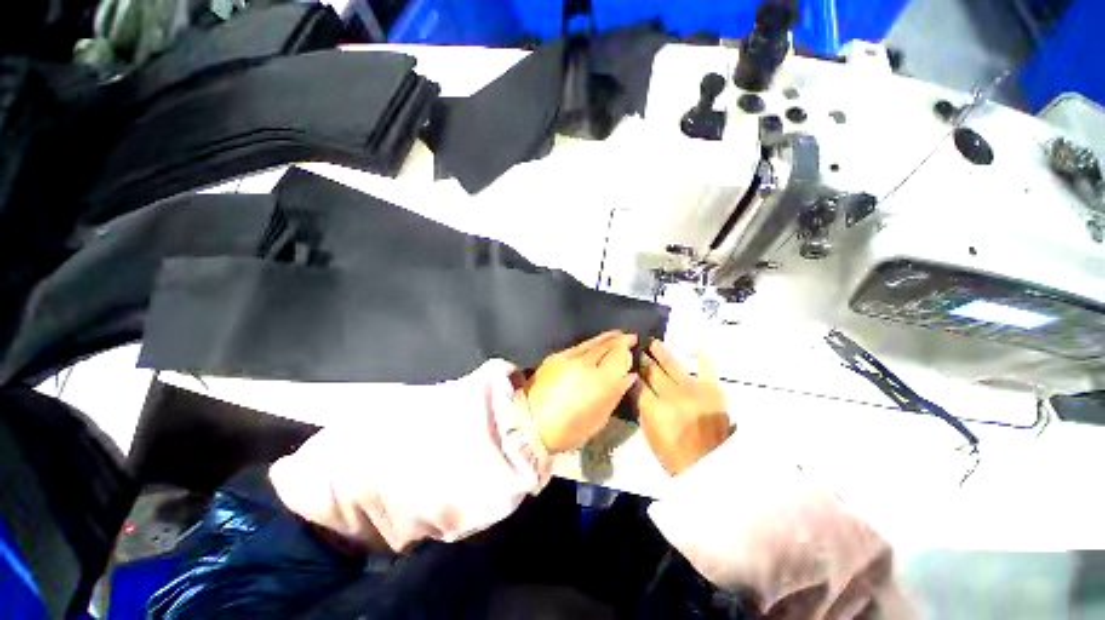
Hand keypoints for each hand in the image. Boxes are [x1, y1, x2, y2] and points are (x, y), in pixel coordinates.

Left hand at [525, 331, 637, 453]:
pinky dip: (590, 343)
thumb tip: (628, 377)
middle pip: (607, 345)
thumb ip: (616, 394)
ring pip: (593, 342)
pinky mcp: (555, 356)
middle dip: (621, 339)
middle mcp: (586, 363)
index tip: (633, 350)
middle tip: (630, 337)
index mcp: (600, 381)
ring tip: (616, 334)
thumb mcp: (599, 419)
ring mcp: (569, 357)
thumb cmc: (568, 430)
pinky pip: (578, 345)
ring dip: (606, 337)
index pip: (620, 357)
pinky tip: (594, 343)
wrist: (530, 423)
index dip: (628, 352)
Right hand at [636, 340, 730, 475]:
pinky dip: (702, 357)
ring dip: (662, 353)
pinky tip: (698, 344)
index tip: (627, 361)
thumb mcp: (650, 433)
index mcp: (656, 409)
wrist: (711, 467)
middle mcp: (673, 396)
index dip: (632, 370)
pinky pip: (707, 370)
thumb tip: (636, 386)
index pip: (639, 383)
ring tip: (654, 342)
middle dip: (643, 359)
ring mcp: (695, 392)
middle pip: (653, 371)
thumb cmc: (675, 455)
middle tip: (638, 348)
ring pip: (674, 366)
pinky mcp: (714, 393)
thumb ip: (642, 408)